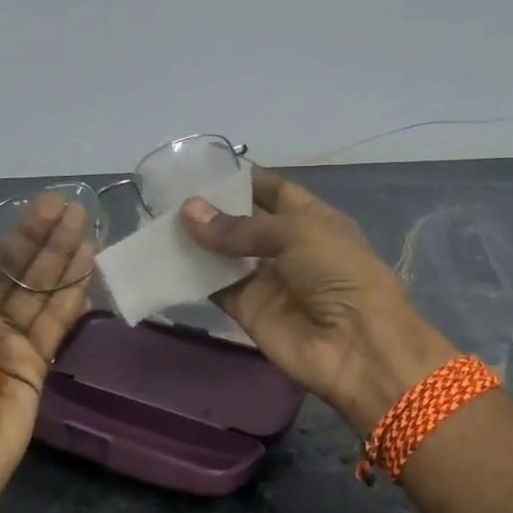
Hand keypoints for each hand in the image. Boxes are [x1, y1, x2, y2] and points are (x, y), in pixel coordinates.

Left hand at [0, 198, 92, 512]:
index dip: (17, 232)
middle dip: (46, 240)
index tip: (44, 205)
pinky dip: (72, 295)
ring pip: (41, 293)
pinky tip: (89, 267)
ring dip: (63, 260)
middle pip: (18, 272)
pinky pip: (56, 323)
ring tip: (87, 227)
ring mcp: (8, 344)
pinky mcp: (35, 366)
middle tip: (75, 208)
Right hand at [180, 167, 455, 435]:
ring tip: (156, 218)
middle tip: (167, 192)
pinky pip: (215, 287)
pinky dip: (192, 275)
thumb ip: (239, 227)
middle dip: (211, 208)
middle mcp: (288, 247)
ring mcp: (266, 279)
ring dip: (196, 239)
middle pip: (243, 222)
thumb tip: (188, 211)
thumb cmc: (338, 273)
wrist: (356, 346)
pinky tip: (162, 256)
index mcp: (312, 219)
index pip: (273, 190)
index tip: (202, 166)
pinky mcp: (247, 309)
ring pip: (224, 254)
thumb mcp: (296, 234)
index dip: (242, 178)